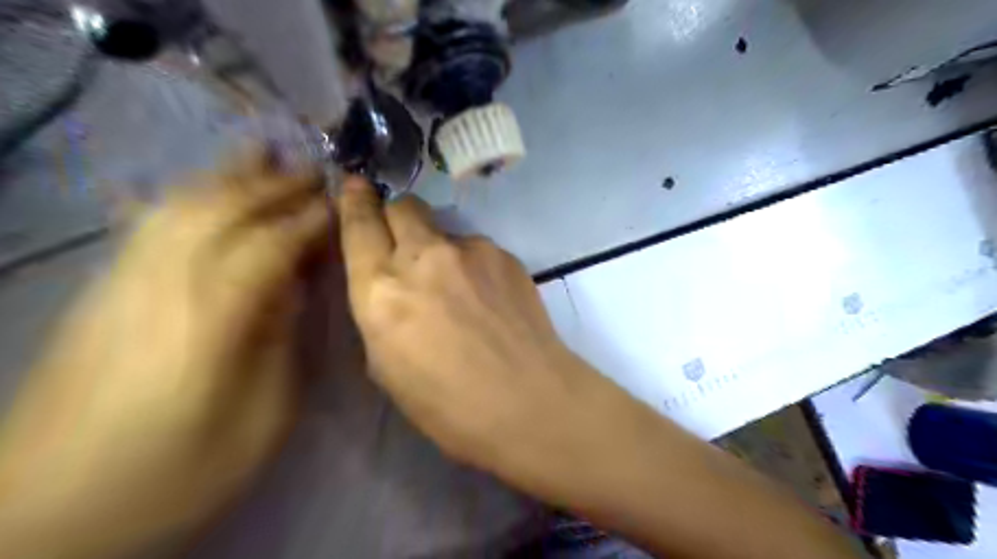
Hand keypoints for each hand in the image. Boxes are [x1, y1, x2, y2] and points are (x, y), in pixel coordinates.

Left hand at [0, 149, 329, 557]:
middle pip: (223, 213)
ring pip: (181, 208)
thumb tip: (291, 289)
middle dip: (274, 186)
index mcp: (211, 321)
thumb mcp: (262, 418)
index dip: (309, 222)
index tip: (342, 206)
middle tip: (313, 169)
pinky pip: (149, 223)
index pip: (269, 247)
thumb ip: (281, 344)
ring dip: (229, 176)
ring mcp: (121, 283)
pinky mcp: (100, 291)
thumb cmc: (178, 472)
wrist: (49, 513)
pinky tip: (207, 189)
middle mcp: (161, 286)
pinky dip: (188, 195)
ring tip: (264, 153)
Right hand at [335, 178, 634, 493]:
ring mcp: (469, 250)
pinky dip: (472, 265)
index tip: (355, 187)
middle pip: (403, 206)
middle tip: (406, 243)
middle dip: (397, 217)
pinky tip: (488, 299)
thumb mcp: (387, 368)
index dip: (354, 202)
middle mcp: (422, 257)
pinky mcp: (504, 254)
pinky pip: (476, 248)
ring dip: (439, 249)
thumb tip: (392, 289)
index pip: (359, 226)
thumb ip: (381, 313)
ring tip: (459, 291)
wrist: (529, 400)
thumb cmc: (449, 405)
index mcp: (381, 291)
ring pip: (443, 229)